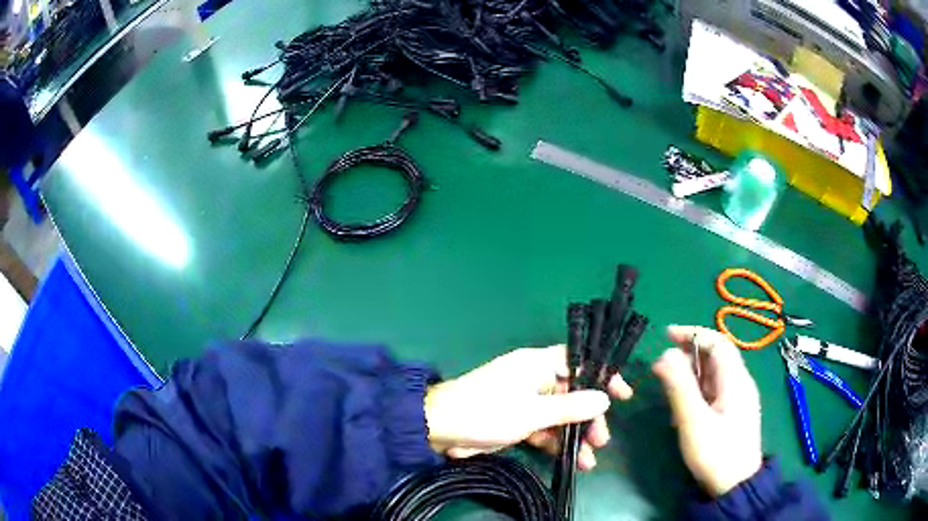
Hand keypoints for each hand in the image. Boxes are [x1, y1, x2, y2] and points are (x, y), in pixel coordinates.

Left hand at [425, 346, 632, 469]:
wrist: (441, 430)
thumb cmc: (487, 411)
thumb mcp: (532, 411)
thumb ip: (570, 407)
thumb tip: (604, 398)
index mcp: (537, 364)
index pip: (579, 361)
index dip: (602, 375)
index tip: (623, 394)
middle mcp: (534, 379)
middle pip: (573, 393)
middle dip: (589, 416)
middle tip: (601, 439)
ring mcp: (526, 402)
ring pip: (561, 415)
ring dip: (575, 435)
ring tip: (589, 458)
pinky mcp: (518, 421)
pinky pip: (545, 429)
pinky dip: (557, 443)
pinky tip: (571, 461)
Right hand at [652, 325, 762, 496]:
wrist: (735, 486)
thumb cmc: (716, 453)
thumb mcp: (694, 421)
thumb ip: (680, 387)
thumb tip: (665, 354)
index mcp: (736, 379)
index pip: (718, 342)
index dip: (693, 333)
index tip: (666, 334)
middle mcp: (740, 383)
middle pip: (717, 355)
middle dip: (690, 352)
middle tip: (662, 363)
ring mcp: (738, 398)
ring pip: (715, 373)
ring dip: (692, 372)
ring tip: (668, 384)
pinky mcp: (733, 412)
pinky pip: (714, 390)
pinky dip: (697, 389)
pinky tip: (683, 406)